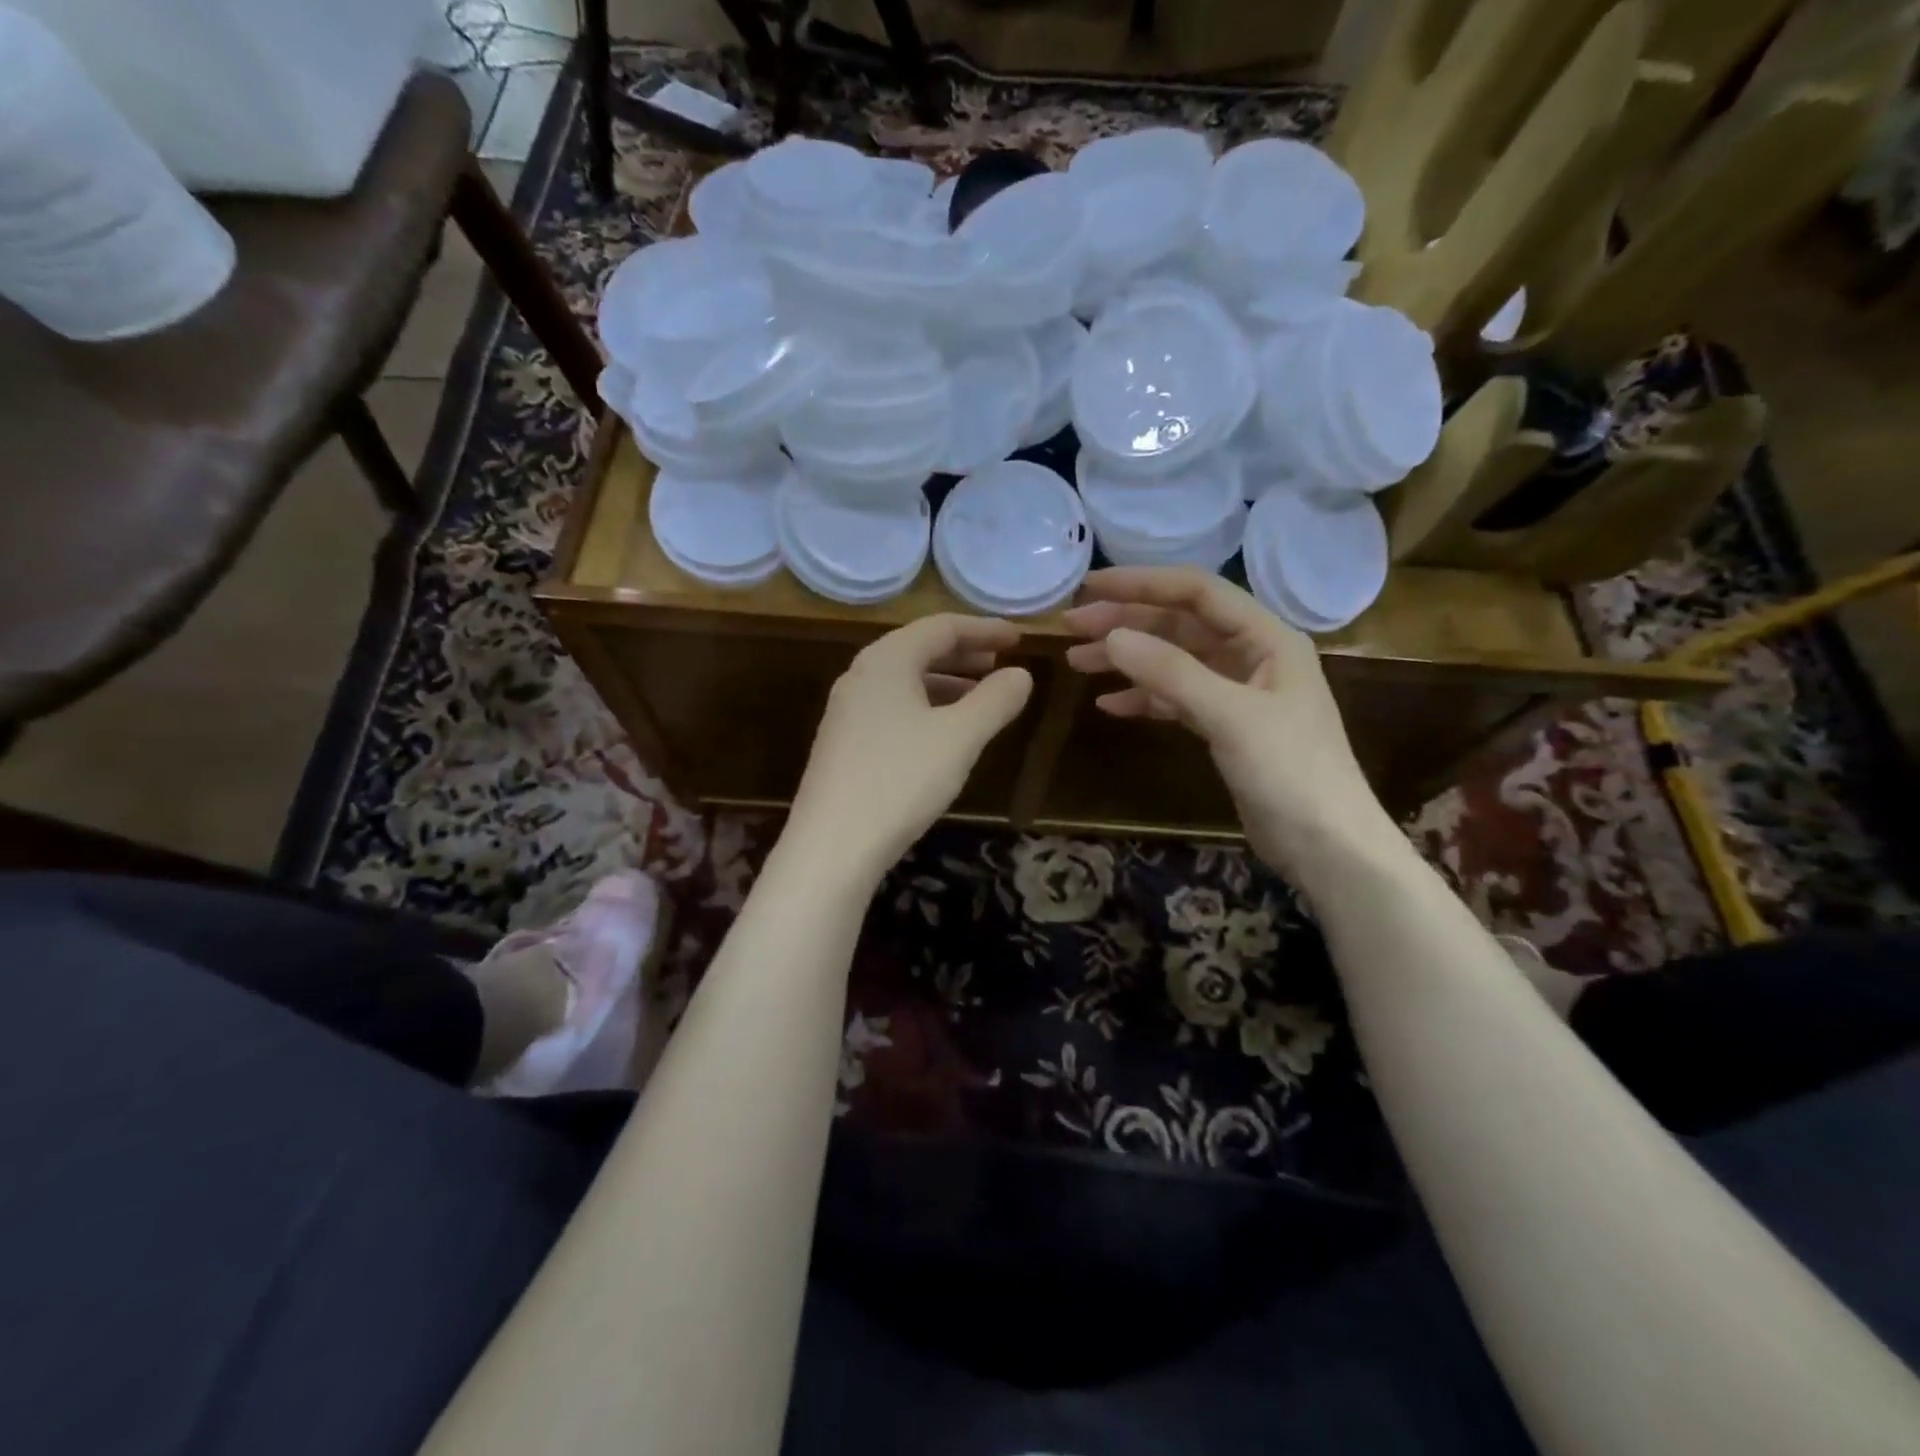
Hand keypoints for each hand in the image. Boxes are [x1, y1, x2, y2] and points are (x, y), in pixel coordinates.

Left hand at [789, 615, 1032, 879]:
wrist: (832, 845)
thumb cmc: (901, 780)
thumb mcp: (960, 738)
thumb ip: (995, 701)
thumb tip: (1021, 674)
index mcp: (886, 660)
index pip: (941, 627)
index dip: (984, 629)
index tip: (1019, 640)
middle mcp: (861, 676)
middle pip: (919, 650)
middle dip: (965, 655)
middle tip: (1002, 665)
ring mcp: (847, 711)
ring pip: (906, 682)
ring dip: (947, 684)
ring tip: (981, 699)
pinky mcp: (844, 743)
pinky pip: (893, 709)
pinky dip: (926, 709)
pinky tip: (945, 735)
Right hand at [1062, 567, 1395, 877]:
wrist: (1327, 846)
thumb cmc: (1291, 772)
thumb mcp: (1230, 716)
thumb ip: (1171, 673)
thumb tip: (1111, 636)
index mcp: (1266, 637)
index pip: (1197, 592)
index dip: (1142, 584)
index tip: (1090, 587)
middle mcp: (1252, 655)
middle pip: (1179, 624)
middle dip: (1126, 623)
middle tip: (1072, 627)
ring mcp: (1238, 692)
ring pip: (1173, 661)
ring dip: (1128, 660)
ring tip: (1078, 662)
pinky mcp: (1225, 726)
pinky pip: (1177, 698)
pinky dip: (1144, 698)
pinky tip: (1109, 704)